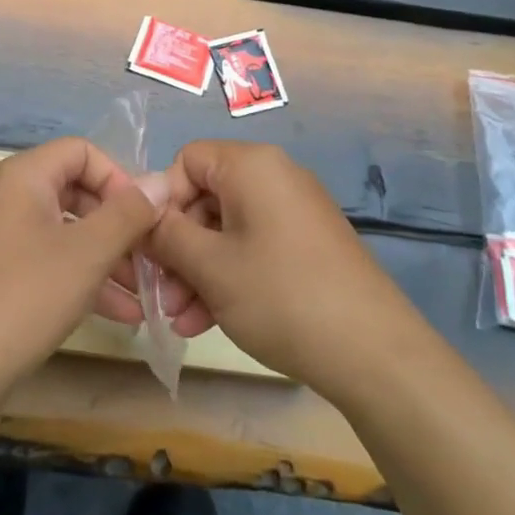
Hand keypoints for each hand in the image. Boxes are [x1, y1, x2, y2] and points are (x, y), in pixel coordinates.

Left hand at [0, 137, 166, 389]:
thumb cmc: (22, 296)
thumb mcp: (86, 253)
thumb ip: (128, 214)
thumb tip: (162, 181)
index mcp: (25, 177)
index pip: (82, 151)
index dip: (118, 178)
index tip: (144, 217)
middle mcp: (11, 198)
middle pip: (78, 192)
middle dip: (120, 224)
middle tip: (152, 257)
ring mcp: (3, 239)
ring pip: (69, 233)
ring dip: (109, 258)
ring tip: (147, 295)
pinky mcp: (1, 276)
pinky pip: (52, 263)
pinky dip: (85, 280)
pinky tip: (122, 315)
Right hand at [147, 141, 421, 392]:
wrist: (375, 354)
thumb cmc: (281, 296)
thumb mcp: (210, 266)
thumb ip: (165, 234)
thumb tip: (140, 213)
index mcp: (252, 166)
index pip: (187, 161)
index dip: (162, 200)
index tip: (150, 247)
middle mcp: (275, 178)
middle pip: (205, 198)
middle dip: (177, 247)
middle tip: (160, 295)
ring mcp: (294, 213)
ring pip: (226, 230)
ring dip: (196, 270)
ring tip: (179, 320)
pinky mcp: (307, 246)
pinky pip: (252, 248)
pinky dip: (227, 277)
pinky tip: (206, 322)